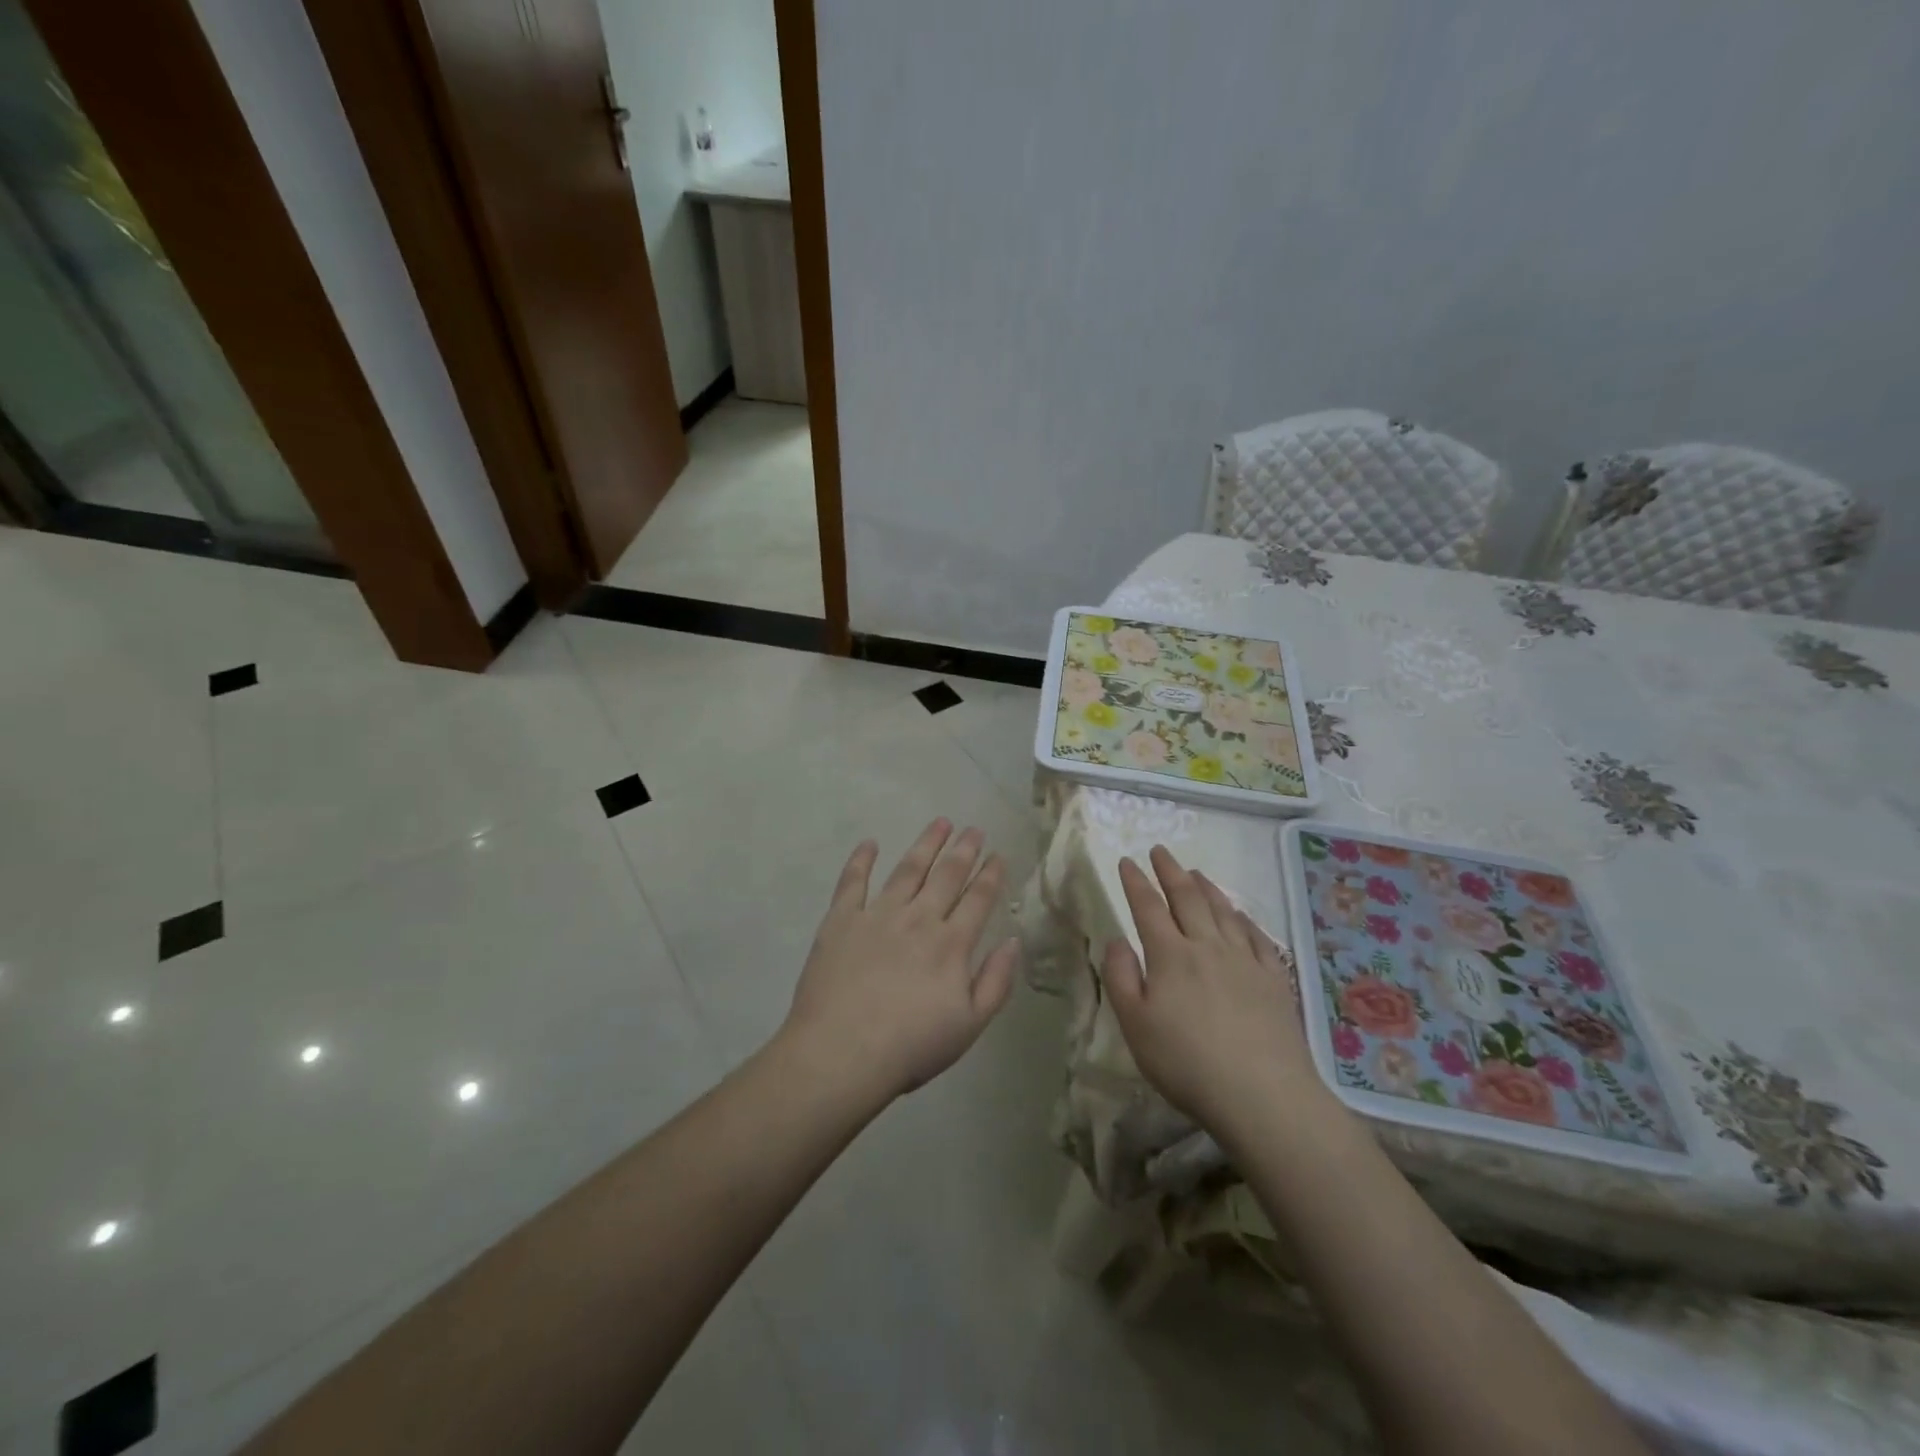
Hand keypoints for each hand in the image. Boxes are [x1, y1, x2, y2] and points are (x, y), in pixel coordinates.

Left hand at [780, 819, 1020, 1103]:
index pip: (978, 899)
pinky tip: (870, 843)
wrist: (841, 1053)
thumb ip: (996, 982)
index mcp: (951, 944)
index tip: (998, 854)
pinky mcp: (841, 920)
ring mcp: (878, 914)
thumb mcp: (969, 1025)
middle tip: (974, 829)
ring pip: (908, 869)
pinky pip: (853, 881)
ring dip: (926, 844)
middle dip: (964, 850)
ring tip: (940, 823)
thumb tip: (1013, 941)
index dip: (991, 875)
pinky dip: (861, 860)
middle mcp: (918, 919)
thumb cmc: (910, 1046)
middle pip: (947, 875)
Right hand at [1101, 845, 1331, 1136]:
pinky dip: (1243, 919)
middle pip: (1187, 899)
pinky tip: (1240, 915)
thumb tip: (1116, 939)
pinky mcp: (1274, 980)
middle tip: (1160, 851)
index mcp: (1170, 955)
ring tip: (1195, 872)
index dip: (1135, 882)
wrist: (1263, 1094)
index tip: (1126, 860)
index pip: (1148, 908)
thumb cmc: (1186, 1062)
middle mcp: (1207, 946)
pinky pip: (1256, 937)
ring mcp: (1245, 960)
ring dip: (1206, 887)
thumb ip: (1120, 977)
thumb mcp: (1135, 1025)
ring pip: (1223, 911)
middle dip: (1170, 871)